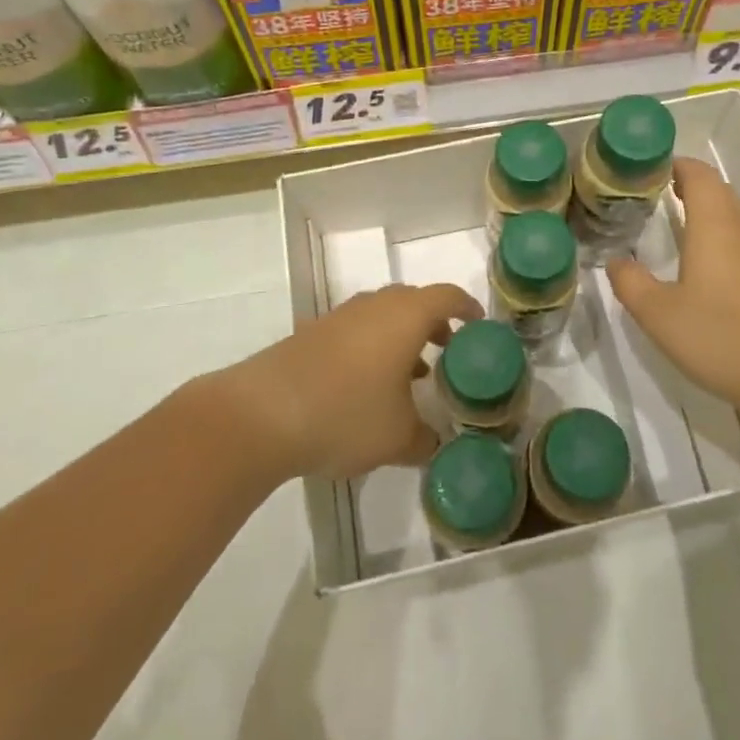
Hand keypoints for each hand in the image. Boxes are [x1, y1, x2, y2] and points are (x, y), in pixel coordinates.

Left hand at [218, 284, 480, 480]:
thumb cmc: (346, 414)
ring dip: (401, 337)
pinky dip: (371, 347)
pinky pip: (355, 330)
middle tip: (447, 351)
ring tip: (411, 375)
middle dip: (433, 323)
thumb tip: (434, 443)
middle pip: (413, 301)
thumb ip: (425, 439)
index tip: (478, 325)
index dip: (467, 307)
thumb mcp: (397, 438)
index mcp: (405, 316)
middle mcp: (374, 306)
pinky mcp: (311, 334)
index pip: (447, 296)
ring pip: (381, 316)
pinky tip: (366, 387)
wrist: (262, 413)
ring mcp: (339, 318)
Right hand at [606, 158, 739, 423]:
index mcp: (715, 223)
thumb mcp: (660, 315)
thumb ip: (631, 283)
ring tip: (672, 235)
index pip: (697, 173)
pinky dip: (722, 245)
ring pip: (733, 219)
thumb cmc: (725, 337)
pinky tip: (706, 276)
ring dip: (705, 218)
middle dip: (685, 189)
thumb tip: (615, 261)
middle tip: (650, 203)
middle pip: (717, 192)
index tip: (645, 174)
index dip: (673, 166)